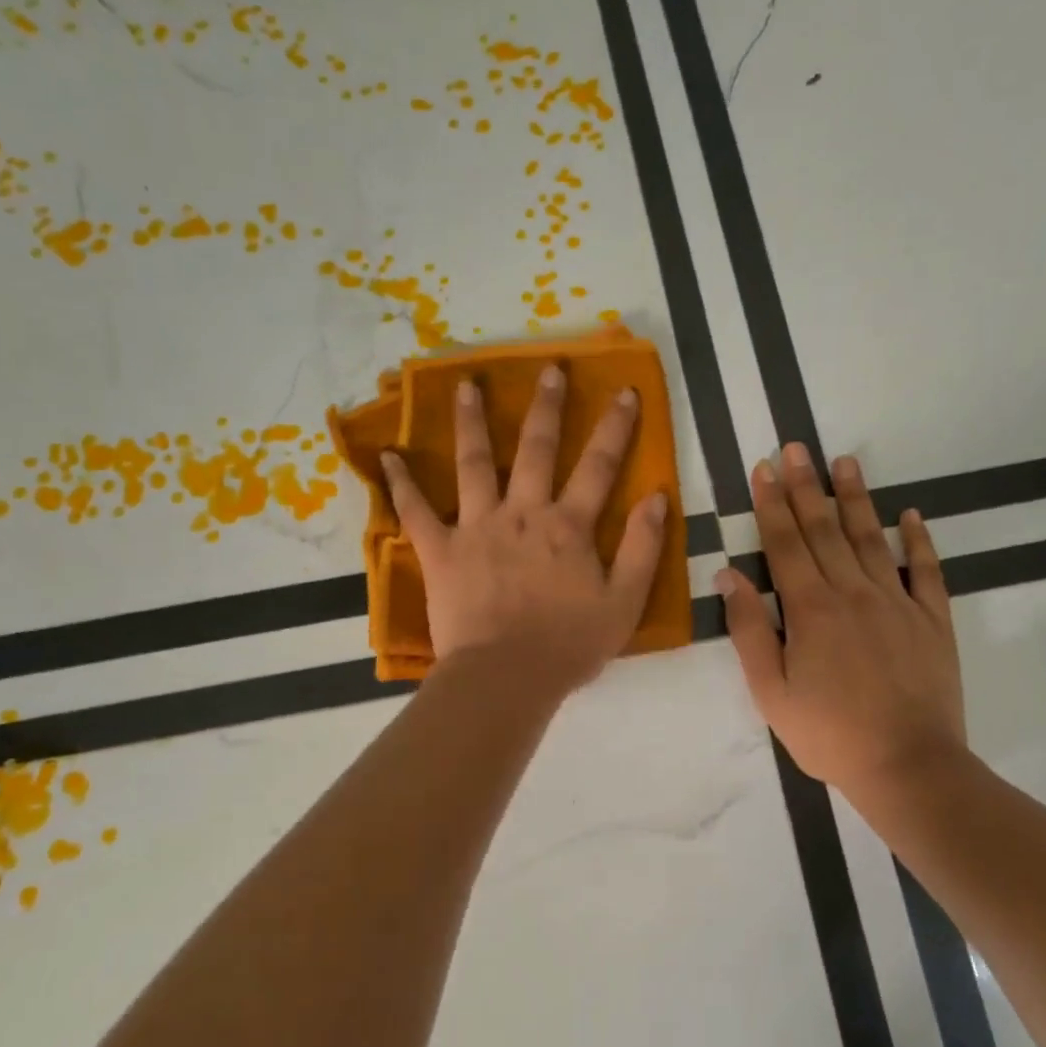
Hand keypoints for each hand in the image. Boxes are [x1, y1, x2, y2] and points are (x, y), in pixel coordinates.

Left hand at [380, 365, 667, 694]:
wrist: (506, 678)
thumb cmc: (568, 645)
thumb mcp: (624, 602)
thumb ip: (643, 548)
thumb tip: (658, 497)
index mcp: (569, 526)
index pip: (600, 466)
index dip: (616, 427)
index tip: (624, 390)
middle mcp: (524, 513)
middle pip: (537, 449)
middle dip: (547, 406)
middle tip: (550, 368)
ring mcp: (478, 527)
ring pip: (475, 463)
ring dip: (472, 421)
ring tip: (466, 384)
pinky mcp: (441, 550)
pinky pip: (416, 512)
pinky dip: (401, 484)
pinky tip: (388, 456)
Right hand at [717, 443, 966, 793]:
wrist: (908, 767)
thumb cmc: (828, 733)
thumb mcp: (770, 691)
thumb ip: (750, 629)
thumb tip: (729, 575)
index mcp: (811, 608)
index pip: (785, 543)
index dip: (772, 503)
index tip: (764, 468)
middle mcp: (854, 592)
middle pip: (825, 530)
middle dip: (807, 486)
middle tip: (797, 447)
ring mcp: (898, 603)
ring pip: (872, 538)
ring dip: (856, 498)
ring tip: (845, 461)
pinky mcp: (933, 620)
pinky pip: (926, 571)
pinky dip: (919, 540)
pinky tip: (911, 514)